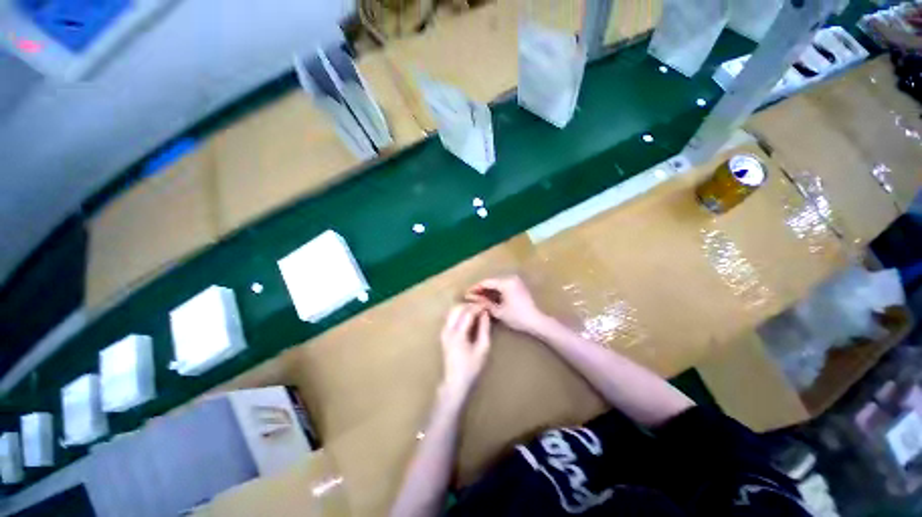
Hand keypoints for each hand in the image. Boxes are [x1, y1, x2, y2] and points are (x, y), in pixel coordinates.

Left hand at [440, 304, 491, 401]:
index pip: (468, 313)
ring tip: (477, 310)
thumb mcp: (483, 349)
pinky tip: (469, 317)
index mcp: (458, 335)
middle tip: (482, 307)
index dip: (478, 307)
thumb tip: (485, 313)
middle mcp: (448, 330)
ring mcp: (443, 331)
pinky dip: (460, 313)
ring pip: (452, 311)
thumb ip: (484, 329)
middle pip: (457, 308)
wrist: (455, 382)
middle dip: (470, 305)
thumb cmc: (471, 368)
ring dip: (464, 307)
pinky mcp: (443, 333)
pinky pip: (451, 316)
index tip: (487, 305)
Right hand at [465, 275, 548, 334]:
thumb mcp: (498, 311)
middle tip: (471, 296)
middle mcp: (511, 278)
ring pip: (497, 284)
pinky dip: (496, 291)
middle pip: (491, 282)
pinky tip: (490, 298)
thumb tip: (472, 298)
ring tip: (479, 298)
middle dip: (481, 289)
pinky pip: (503, 285)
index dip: (475, 288)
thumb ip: (484, 303)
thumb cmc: (517, 317)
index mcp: (506, 282)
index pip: (486, 282)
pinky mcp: (518, 285)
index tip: (467, 294)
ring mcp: (516, 281)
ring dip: (488, 290)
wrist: (537, 321)